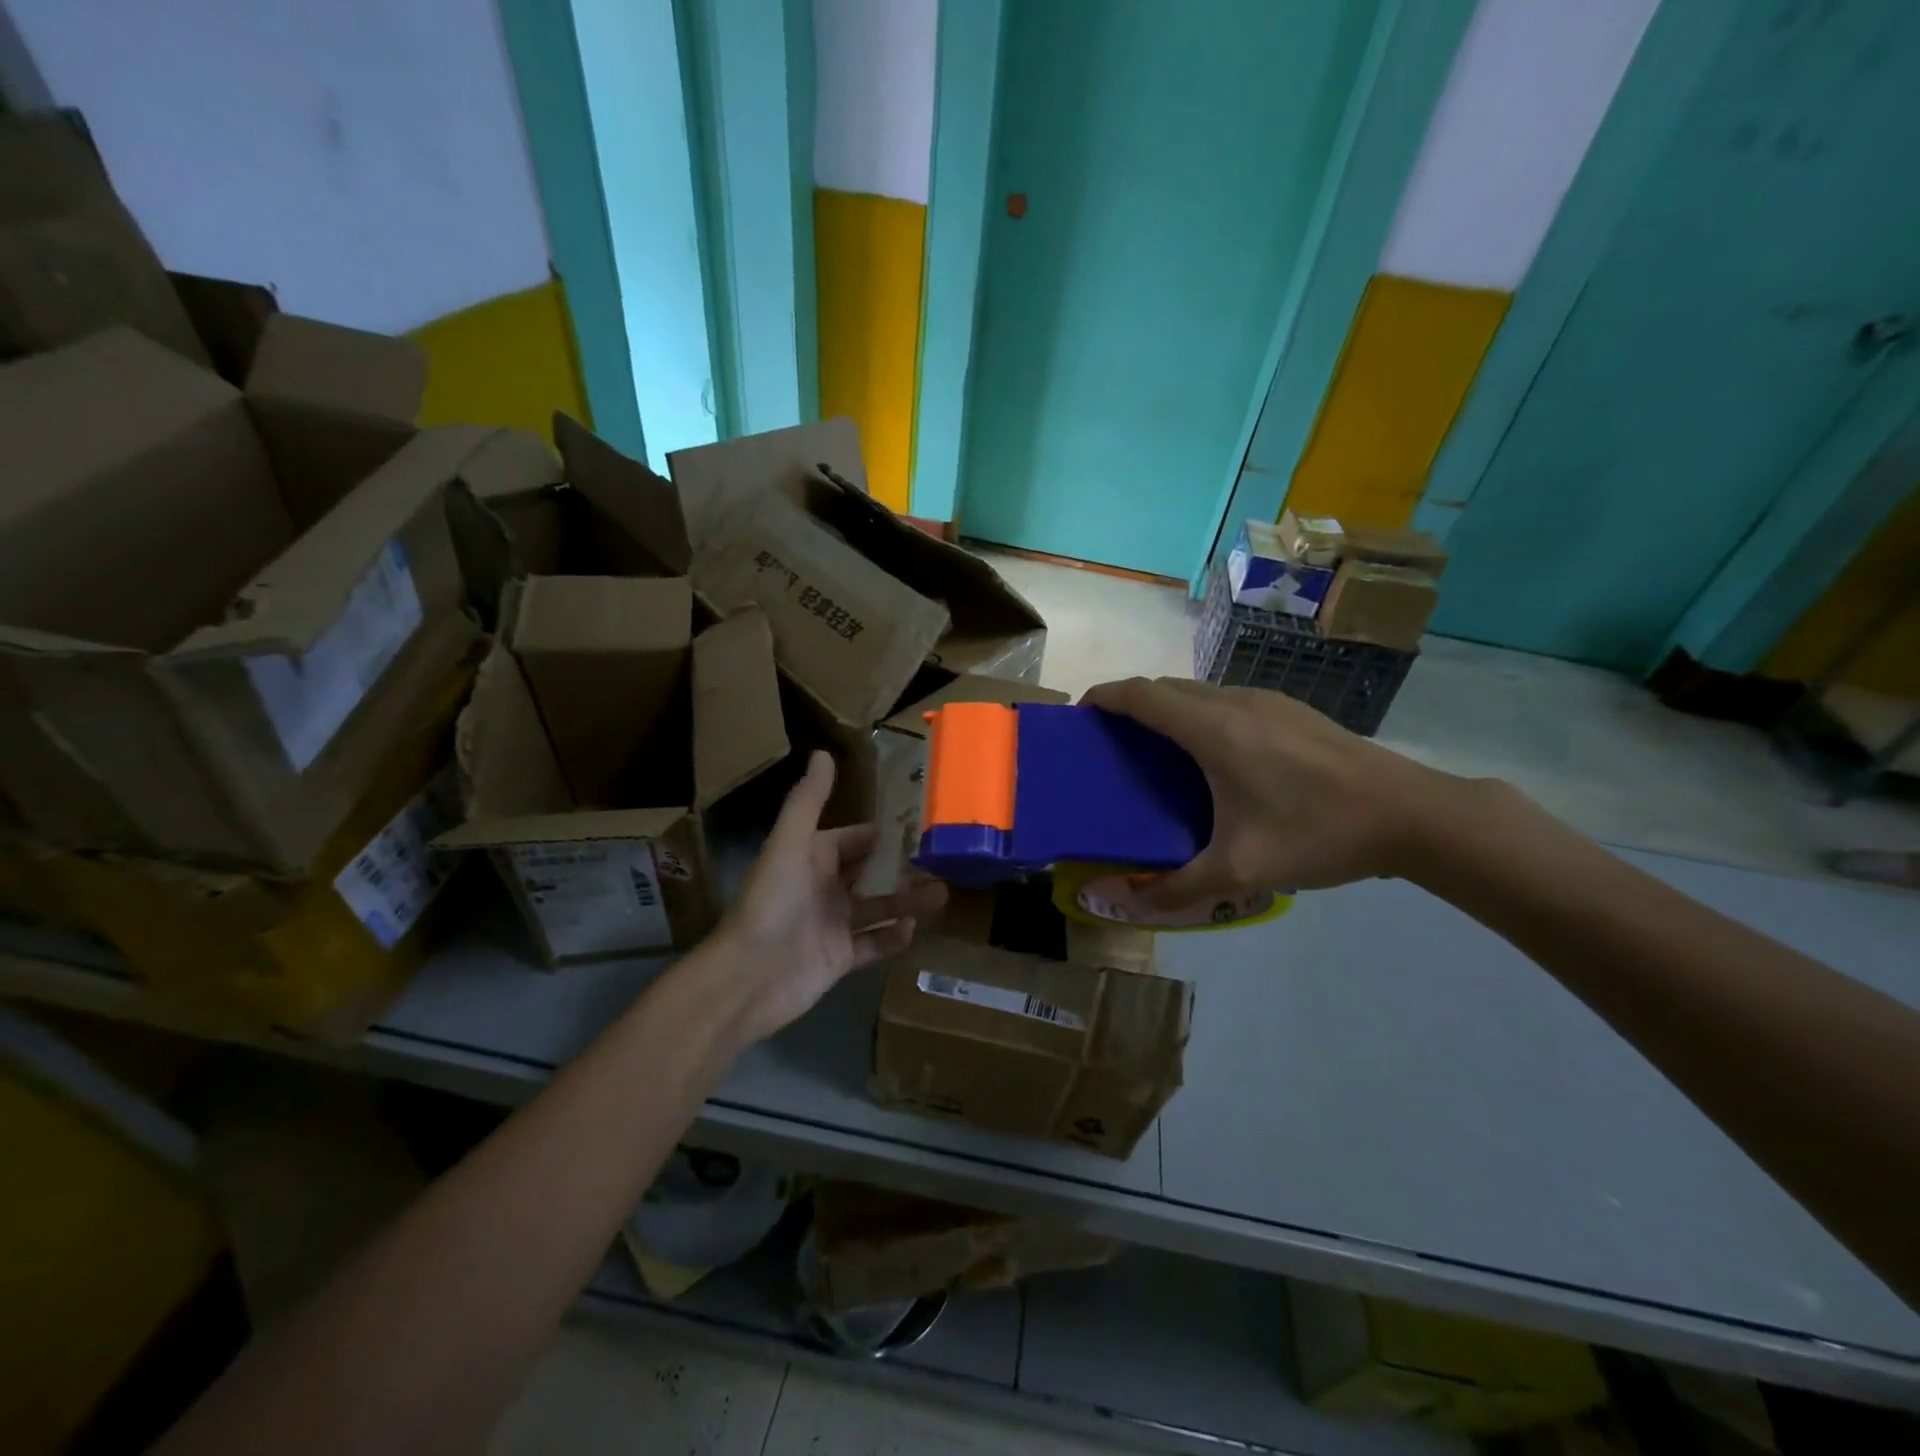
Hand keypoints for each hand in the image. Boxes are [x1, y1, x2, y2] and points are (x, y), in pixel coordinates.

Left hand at [709, 751, 946, 1045]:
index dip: (889, 834)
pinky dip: (893, 937)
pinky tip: (913, 929)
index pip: (859, 839)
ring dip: (908, 900)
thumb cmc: (770, 904)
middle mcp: (825, 887)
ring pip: (879, 906)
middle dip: (906, 868)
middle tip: (946, 862)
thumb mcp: (789, 844)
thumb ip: (809, 801)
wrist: (747, 978)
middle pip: (874, 872)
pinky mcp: (839, 958)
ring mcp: (833, 924)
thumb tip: (823, 753)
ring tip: (942, 894)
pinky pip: (874, 943)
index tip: (927, 827)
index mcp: (813, 856)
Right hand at [1082, 677, 1481, 908]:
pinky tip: (1213, 759)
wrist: (1413, 814)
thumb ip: (1176, 887)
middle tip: (1112, 745)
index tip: (1079, 717)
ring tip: (1156, 752)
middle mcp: (1233, 701)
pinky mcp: (1291, 709)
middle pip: (1164, 688)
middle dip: (1129, 706)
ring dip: (1167, 710)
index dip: (1102, 698)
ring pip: (1198, 692)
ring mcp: (1267, 700)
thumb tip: (1124, 903)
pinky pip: (1225, 701)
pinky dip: (1199, 716)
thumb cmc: (1318, 832)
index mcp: (1212, 728)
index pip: (1139, 694)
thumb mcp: (1241, 870)